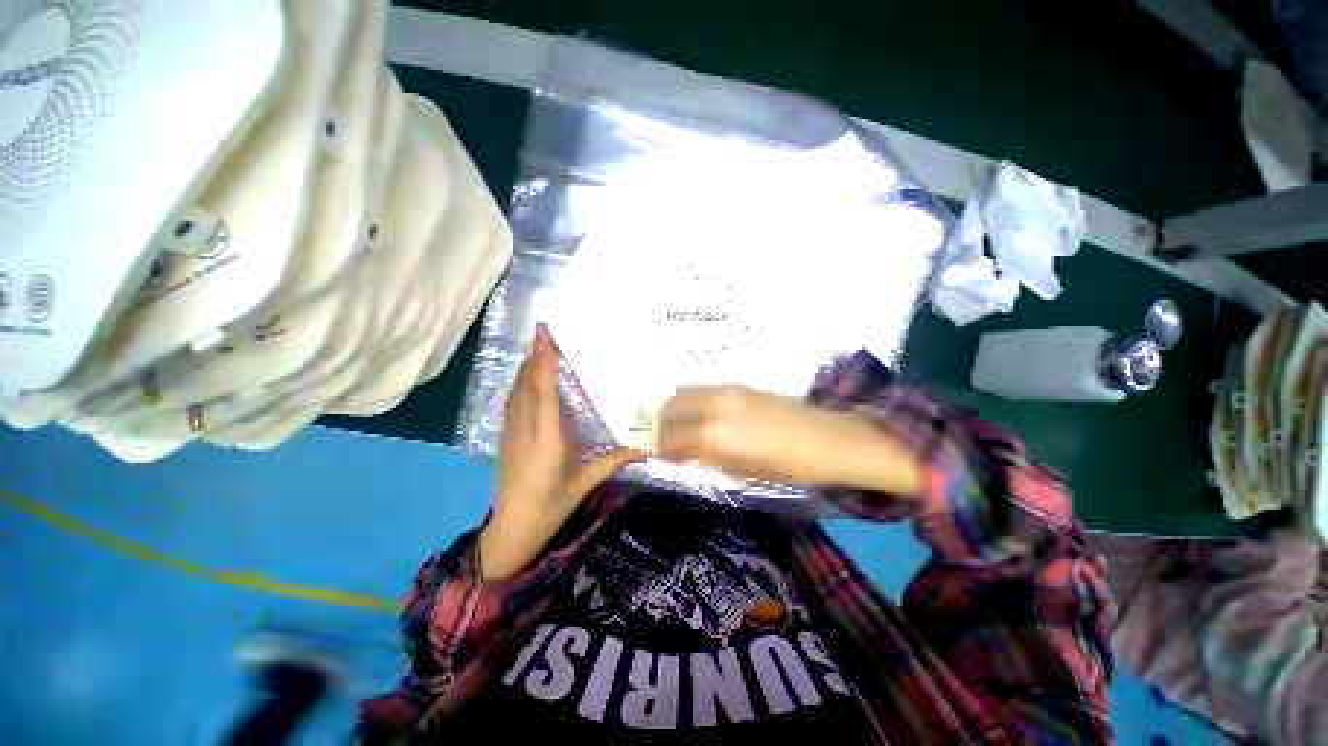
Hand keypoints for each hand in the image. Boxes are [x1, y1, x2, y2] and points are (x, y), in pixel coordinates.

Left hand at [479, 326, 641, 579]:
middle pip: (526, 383)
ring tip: (537, 346)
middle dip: (534, 354)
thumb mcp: (584, 482)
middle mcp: (525, 427)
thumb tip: (645, 448)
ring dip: (525, 367)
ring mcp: (511, 432)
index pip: (542, 390)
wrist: (511, 530)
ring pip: (515, 391)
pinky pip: (511, 402)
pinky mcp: (505, 438)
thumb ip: (613, 461)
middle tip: (545, 331)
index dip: (543, 360)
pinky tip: (525, 378)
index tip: (544, 335)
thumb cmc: (550, 506)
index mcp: (545, 436)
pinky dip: (518, 383)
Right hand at [657, 385, 923, 496]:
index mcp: (714, 434)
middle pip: (670, 406)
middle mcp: (714, 405)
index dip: (660, 447)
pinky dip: (692, 400)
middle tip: (665, 439)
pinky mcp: (737, 384)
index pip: (670, 437)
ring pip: (684, 392)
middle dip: (661, 423)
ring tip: (680, 426)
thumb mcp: (742, 471)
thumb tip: (681, 452)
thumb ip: (706, 458)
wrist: (826, 438)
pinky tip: (701, 415)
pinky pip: (702, 388)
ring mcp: (726, 390)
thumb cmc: (787, 466)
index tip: (657, 454)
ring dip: (675, 409)